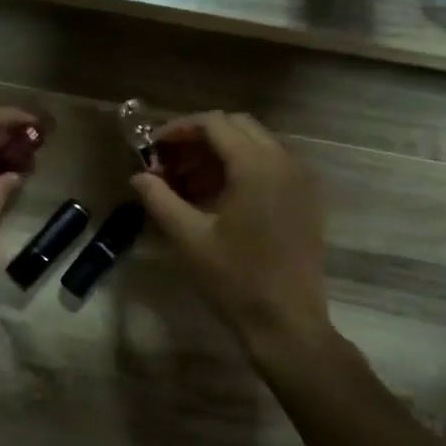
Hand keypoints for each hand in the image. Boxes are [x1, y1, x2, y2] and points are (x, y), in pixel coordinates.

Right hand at [132, 112, 329, 349]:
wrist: (286, 321)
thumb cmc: (234, 278)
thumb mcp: (188, 237)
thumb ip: (159, 198)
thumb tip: (138, 176)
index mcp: (255, 165)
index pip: (214, 123)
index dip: (179, 129)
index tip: (153, 148)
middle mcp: (284, 161)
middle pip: (237, 126)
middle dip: (199, 138)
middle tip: (169, 162)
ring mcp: (300, 180)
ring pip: (255, 144)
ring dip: (220, 153)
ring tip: (187, 182)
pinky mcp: (306, 199)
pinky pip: (271, 165)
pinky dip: (242, 167)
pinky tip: (218, 197)